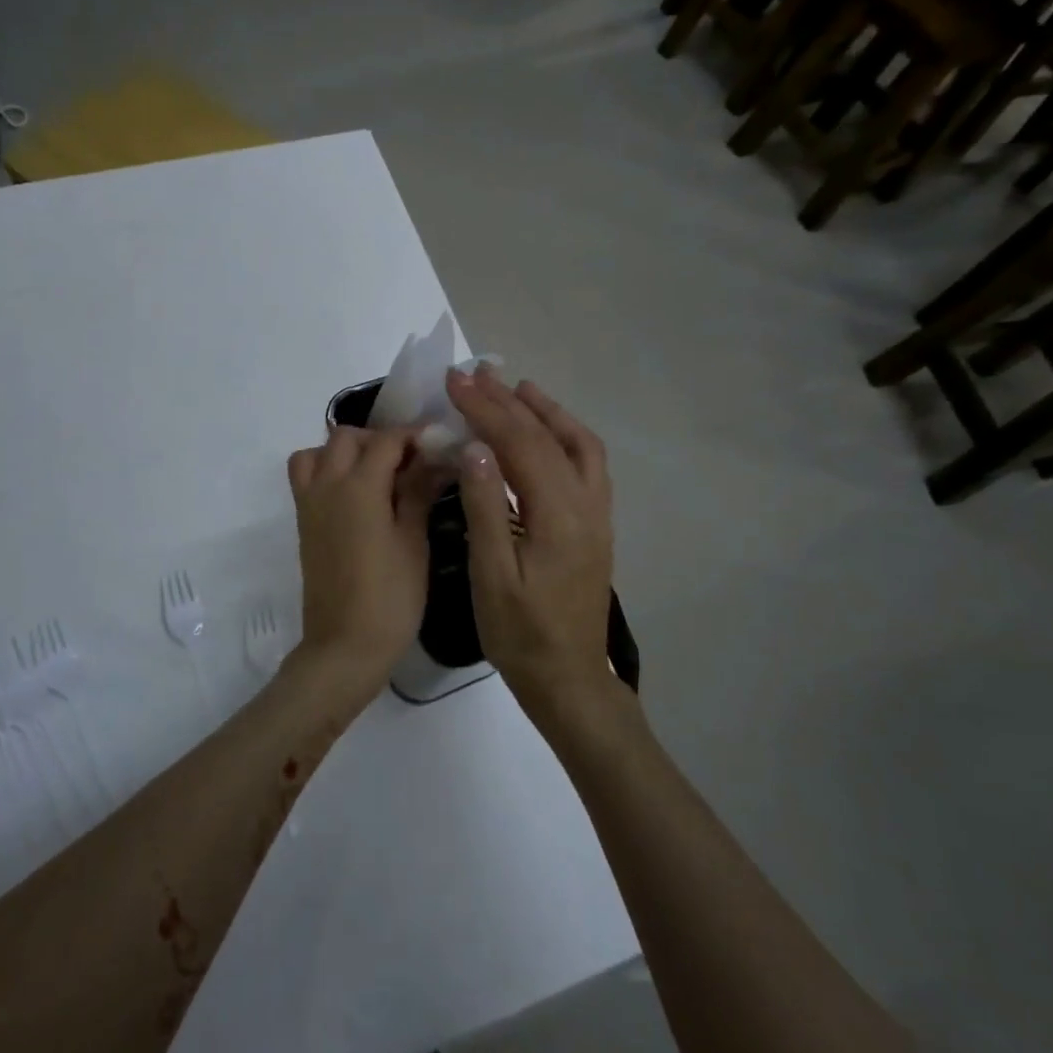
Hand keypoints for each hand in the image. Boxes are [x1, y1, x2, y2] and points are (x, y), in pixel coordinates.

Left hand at [286, 426, 442, 704]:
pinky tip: (355, 495)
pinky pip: (305, 476)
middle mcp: (328, 485)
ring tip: (375, 474)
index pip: (387, 441)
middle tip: (409, 463)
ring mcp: (309, 503)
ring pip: (318, 452)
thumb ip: (419, 493)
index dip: (415, 436)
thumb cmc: (390, 597)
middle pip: (346, 437)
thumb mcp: (413, 542)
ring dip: (345, 451)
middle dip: (379, 439)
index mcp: (359, 487)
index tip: (439, 444)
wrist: (345, 645)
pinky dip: (325, 469)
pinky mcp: (303, 522)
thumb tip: (435, 459)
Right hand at [445, 368, 617, 720]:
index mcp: (558, 516)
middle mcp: (586, 504)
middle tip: (474, 374)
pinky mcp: (596, 524)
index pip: (521, 444)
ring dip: (546, 411)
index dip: (486, 408)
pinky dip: (564, 435)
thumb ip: (486, 508)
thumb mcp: (492, 576)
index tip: (455, 382)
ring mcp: (597, 514)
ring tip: (515, 388)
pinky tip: (543, 432)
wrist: (568, 678)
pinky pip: (586, 464)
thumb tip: (474, 448)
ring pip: (578, 445)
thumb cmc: (520, 634)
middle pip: (548, 437)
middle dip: (508, 402)